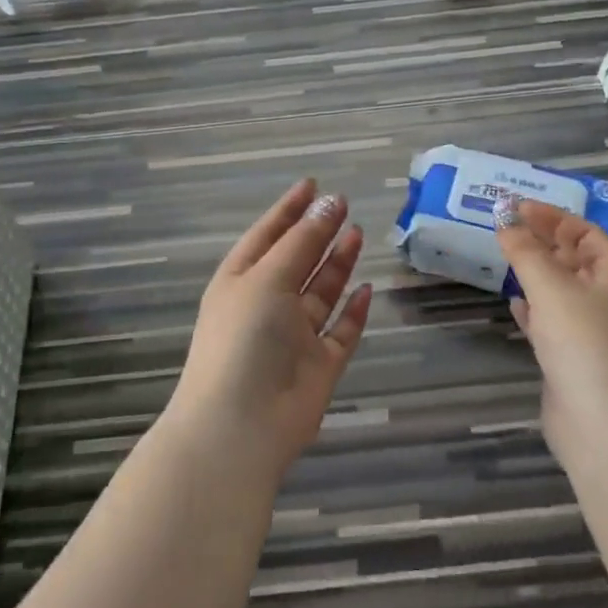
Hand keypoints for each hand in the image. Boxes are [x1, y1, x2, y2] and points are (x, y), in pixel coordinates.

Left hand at [168, 178, 373, 480]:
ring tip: (357, 234)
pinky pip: (340, 331)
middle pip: (296, 260)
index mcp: (241, 281)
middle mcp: (266, 305)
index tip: (312, 183)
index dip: (289, 209)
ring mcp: (293, 337)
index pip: (267, 235)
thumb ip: (302, 241)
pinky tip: (366, 289)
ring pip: (320, 293)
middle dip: (318, 232)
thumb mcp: (267, 278)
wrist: (242, 424)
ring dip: (337, 264)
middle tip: (344, 204)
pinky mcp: (319, 366)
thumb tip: (330, 202)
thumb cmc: (244, 338)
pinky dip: (352, 311)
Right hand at [493, 196, 607, 450]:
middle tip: (507, 229)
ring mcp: (595, 334)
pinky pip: (554, 322)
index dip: (554, 217)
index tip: (518, 207)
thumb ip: (525, 252)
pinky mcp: (576, 360)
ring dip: (537, 273)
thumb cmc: (584, 344)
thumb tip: (505, 224)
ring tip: (507, 259)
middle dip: (544, 242)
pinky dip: (535, 309)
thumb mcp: (551, 288)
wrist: (604, 426)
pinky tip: (515, 304)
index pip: (587, 233)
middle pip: (576, 260)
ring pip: (563, 291)